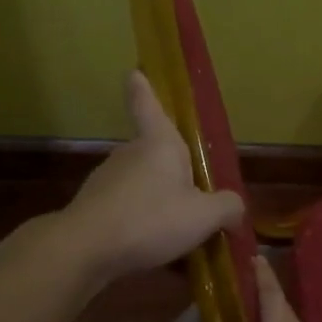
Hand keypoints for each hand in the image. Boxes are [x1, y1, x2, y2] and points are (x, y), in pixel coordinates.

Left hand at [63, 71, 245, 284]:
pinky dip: (140, 222)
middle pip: (152, 152)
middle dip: (171, 168)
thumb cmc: (150, 219)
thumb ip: (227, 208)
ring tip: (177, 230)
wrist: (85, 250)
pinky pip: (126, 209)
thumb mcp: (204, 216)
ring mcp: (107, 180)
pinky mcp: (94, 208)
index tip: (134, 72)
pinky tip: (153, 247)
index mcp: (159, 144)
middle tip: (194, 193)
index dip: (143, 88)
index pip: (148, 105)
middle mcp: (130, 154)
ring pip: (140, 183)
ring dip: (156, 199)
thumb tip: (235, 208)